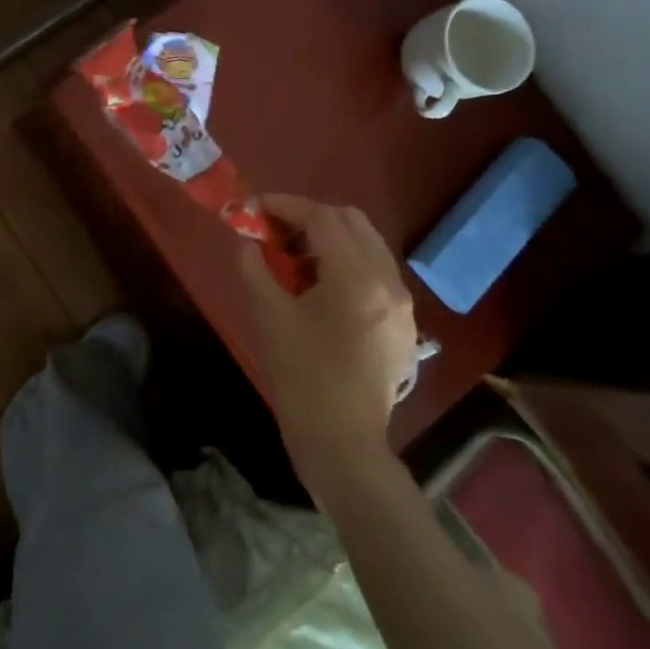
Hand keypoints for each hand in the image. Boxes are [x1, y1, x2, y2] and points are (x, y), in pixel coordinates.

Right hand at [239, 195, 417, 492]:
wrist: (343, 443)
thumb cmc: (301, 378)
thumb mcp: (269, 316)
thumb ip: (254, 267)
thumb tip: (246, 238)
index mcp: (357, 279)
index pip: (322, 218)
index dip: (286, 205)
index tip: (255, 206)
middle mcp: (389, 282)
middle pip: (351, 221)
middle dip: (310, 216)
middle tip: (275, 229)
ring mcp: (403, 303)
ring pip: (367, 244)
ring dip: (330, 237)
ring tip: (294, 257)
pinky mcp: (404, 322)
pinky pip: (377, 271)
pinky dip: (347, 262)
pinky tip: (320, 286)